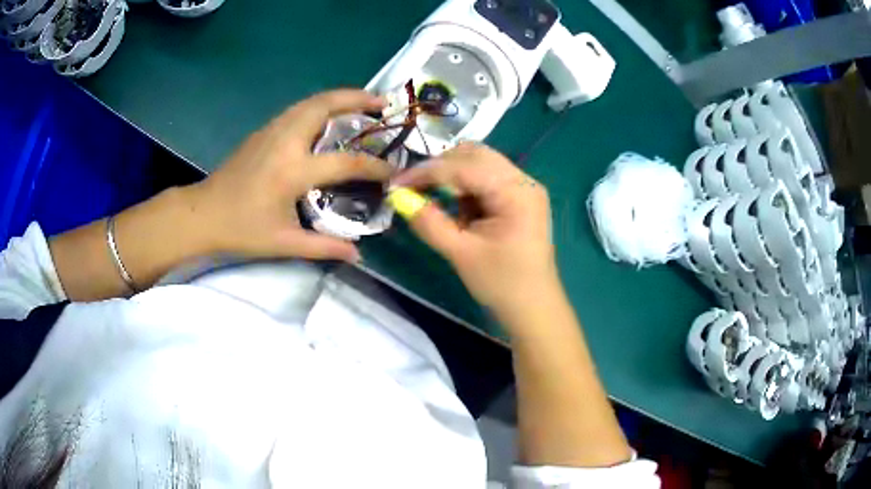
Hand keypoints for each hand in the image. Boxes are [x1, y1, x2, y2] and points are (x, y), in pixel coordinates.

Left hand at [187, 90, 391, 261]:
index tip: (394, 171)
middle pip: (326, 105)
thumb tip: (358, 254)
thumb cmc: (241, 230)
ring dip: (340, 98)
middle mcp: (285, 141)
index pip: (346, 162)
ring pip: (311, 101)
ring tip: (362, 104)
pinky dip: (321, 105)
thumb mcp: (284, 243)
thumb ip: (324, 247)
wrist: (202, 214)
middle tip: (383, 102)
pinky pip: (299, 109)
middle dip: (358, 98)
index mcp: (292, 170)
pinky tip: (329, 118)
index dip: (375, 167)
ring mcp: (272, 130)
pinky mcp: (263, 131)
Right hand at [391, 143, 559, 317]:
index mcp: (516, 191)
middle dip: (440, 168)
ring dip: (453, 178)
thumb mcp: (461, 253)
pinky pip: (486, 180)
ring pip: (480, 164)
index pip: (464, 166)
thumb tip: (399, 198)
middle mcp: (523, 181)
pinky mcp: (519, 199)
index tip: (395, 184)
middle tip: (413, 189)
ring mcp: (524, 188)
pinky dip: (466, 188)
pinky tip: (458, 211)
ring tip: (436, 204)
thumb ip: (429, 222)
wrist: (534, 309)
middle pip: (474, 155)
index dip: (426, 172)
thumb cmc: (502, 284)